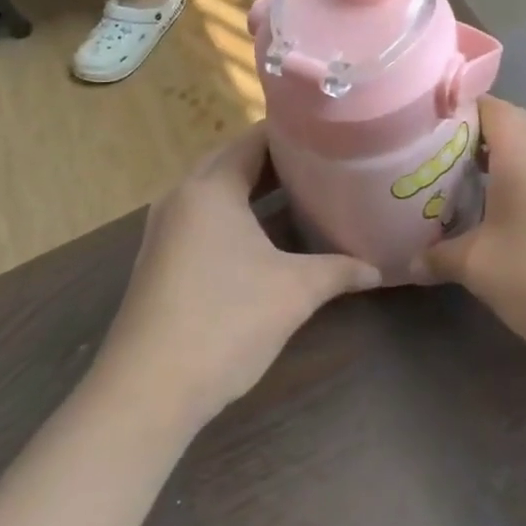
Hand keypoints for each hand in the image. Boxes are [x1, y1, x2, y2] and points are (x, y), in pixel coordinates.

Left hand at [97, 125, 379, 428]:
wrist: (147, 392)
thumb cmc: (225, 322)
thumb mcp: (294, 292)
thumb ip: (340, 270)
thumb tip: (378, 269)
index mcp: (211, 187)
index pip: (256, 139)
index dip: (295, 133)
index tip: (333, 133)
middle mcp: (182, 196)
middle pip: (234, 160)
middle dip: (278, 160)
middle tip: (326, 161)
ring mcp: (166, 228)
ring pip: (217, 190)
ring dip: (255, 188)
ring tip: (303, 191)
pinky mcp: (162, 258)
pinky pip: (204, 217)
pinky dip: (236, 214)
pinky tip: (266, 235)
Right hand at [417, 97, 525, 369]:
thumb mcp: (480, 268)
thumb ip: (439, 256)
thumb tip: (410, 262)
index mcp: (525, 144)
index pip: (481, 103)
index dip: (447, 114)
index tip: (416, 137)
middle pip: (505, 124)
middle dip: (467, 142)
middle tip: (431, 167)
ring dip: (497, 164)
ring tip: (461, 192)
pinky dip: (524, 182)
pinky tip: (506, 218)